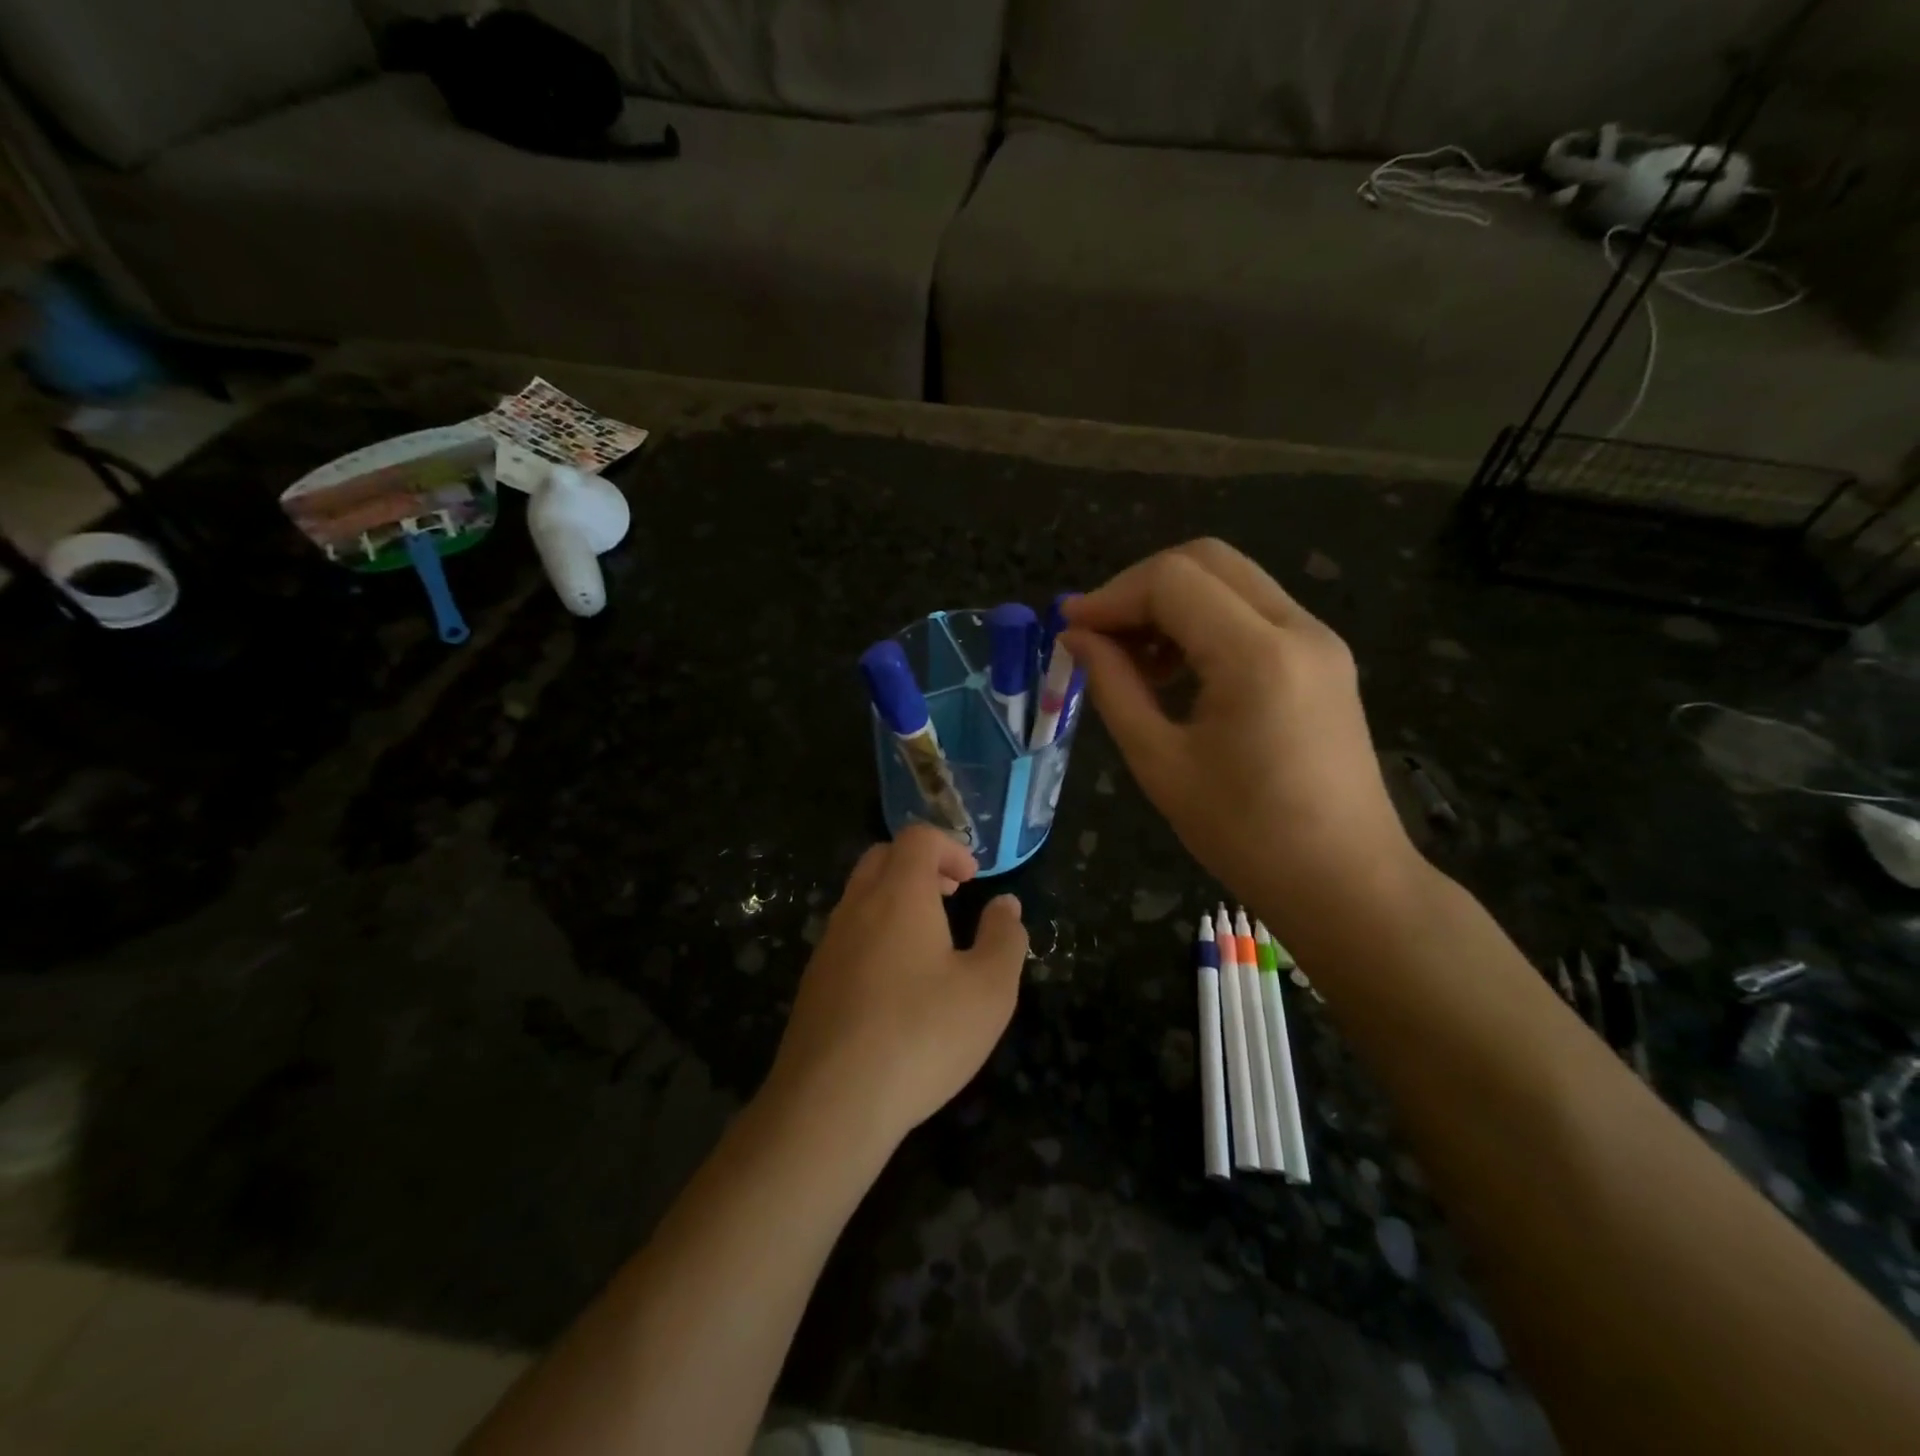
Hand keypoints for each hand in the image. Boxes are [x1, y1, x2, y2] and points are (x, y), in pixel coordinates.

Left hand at [765, 826, 1028, 1150]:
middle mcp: (857, 907)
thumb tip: (1006, 905)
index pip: (917, 837)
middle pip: (883, 857)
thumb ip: (1004, 938)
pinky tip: (895, 984)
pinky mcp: (814, 981)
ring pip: (860, 896)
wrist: (831, 1103)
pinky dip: (875, 933)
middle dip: (920, 866)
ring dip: (895, 899)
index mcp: (899, 894)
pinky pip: (847, 934)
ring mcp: (828, 944)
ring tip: (929, 941)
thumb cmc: (921, 1036)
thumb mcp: (989, 990)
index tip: (973, 880)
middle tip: (951, 897)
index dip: (950, 847)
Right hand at [1061, 539, 1418, 946]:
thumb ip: (1113, 687)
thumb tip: (1076, 637)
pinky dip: (1206, 621)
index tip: (1070, 629)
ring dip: (1173, 602)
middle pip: (1206, 559)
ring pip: (1232, 580)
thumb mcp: (1160, 762)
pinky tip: (1178, 671)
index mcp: (1257, 656)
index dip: (1111, 596)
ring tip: (1135, 660)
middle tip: (1100, 635)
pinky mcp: (1324, 658)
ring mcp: (1319, 639)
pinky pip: (1254, 611)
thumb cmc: (1245, 835)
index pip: (1171, 581)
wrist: (1346, 883)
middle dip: (1140, 587)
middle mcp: (1298, 628)